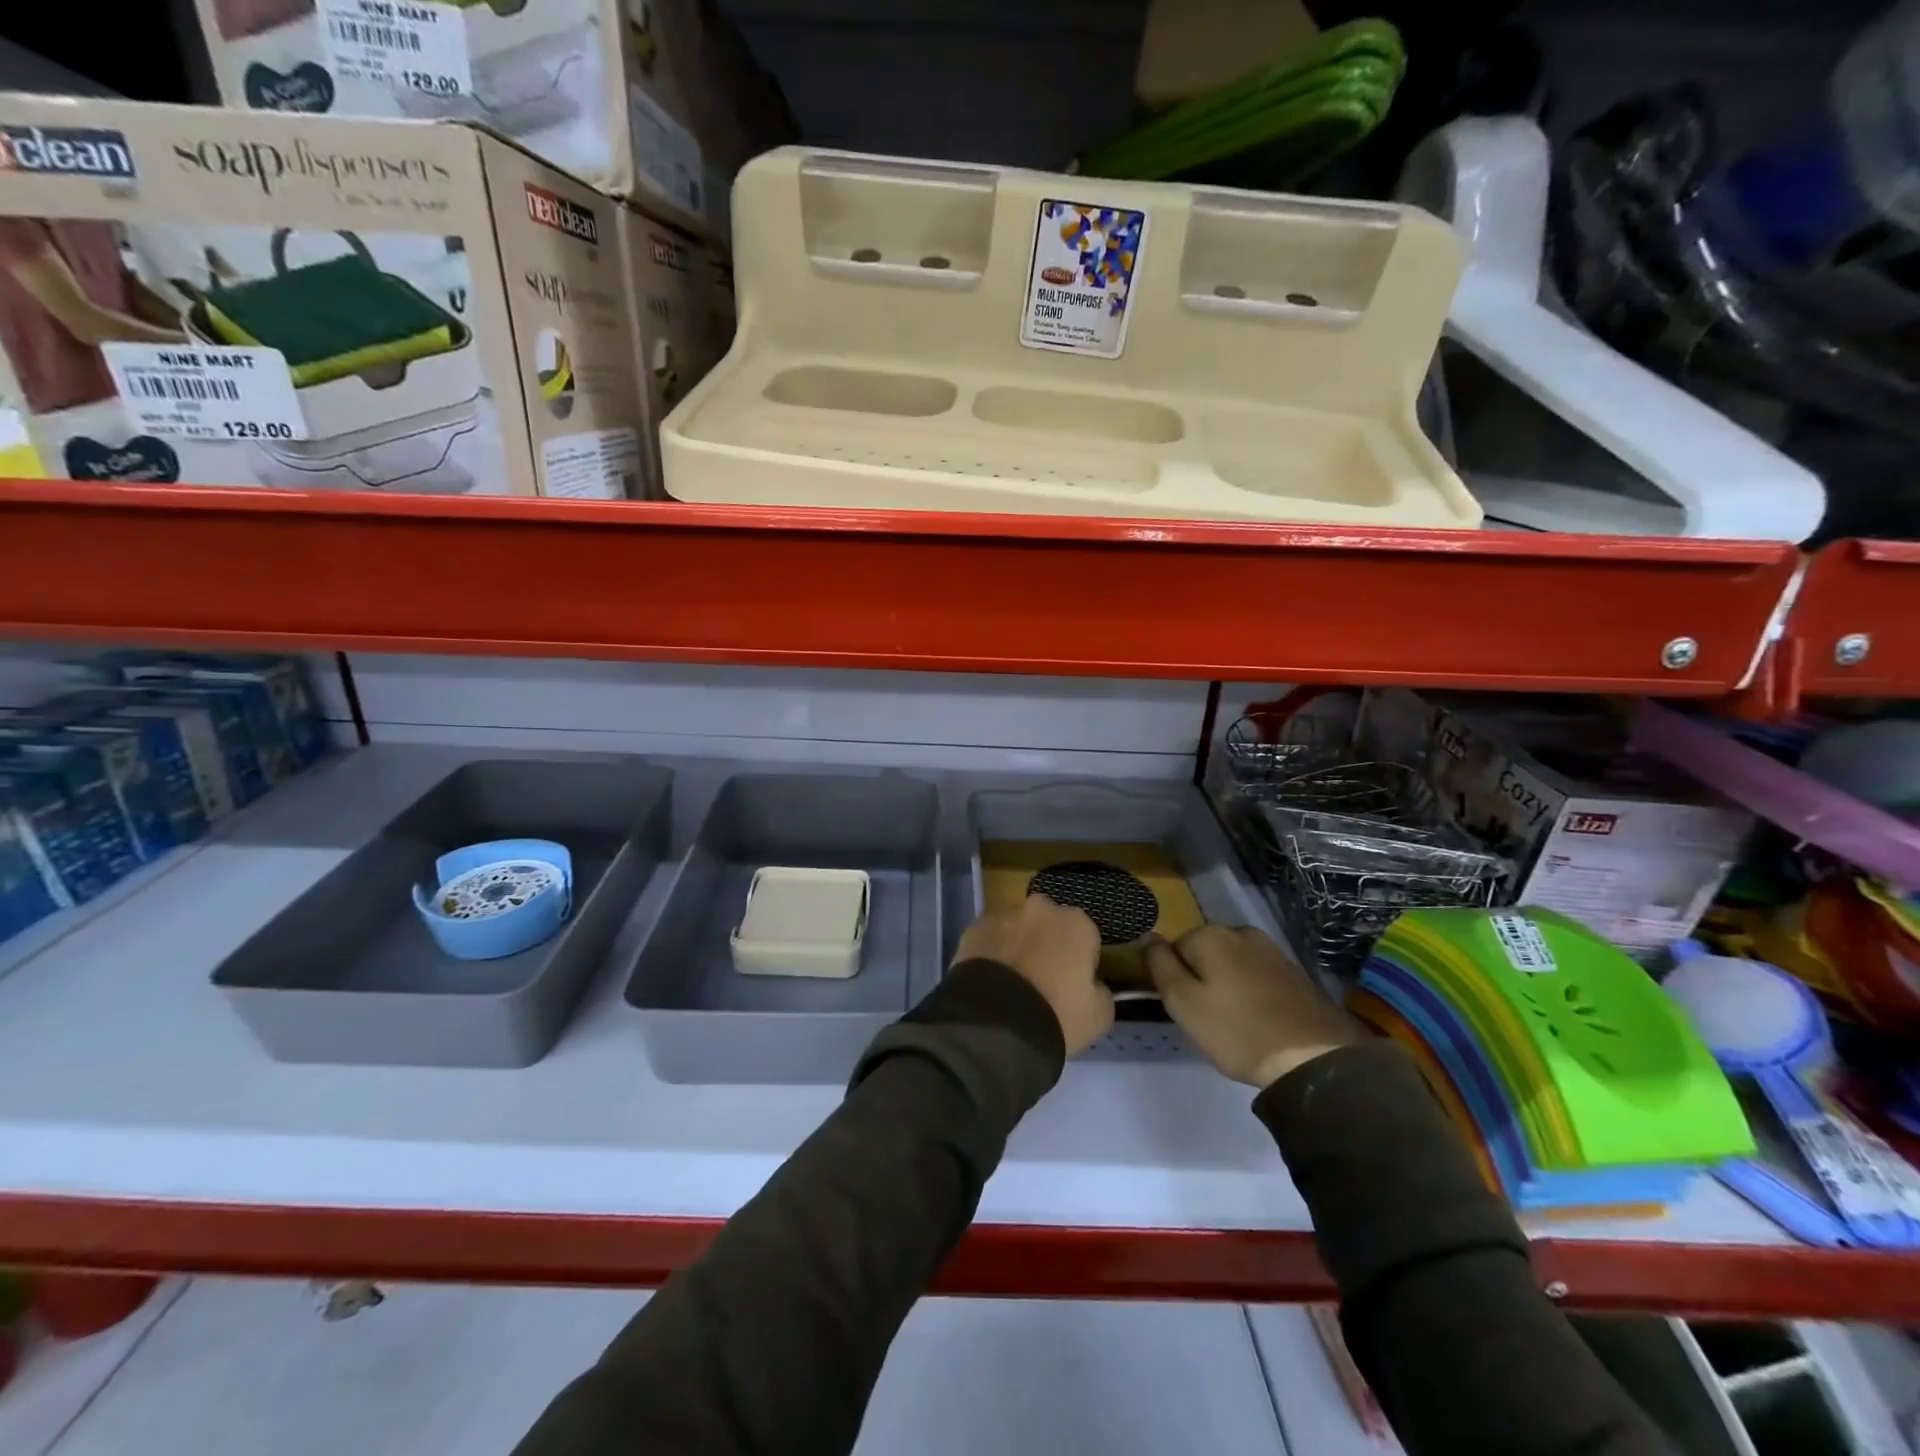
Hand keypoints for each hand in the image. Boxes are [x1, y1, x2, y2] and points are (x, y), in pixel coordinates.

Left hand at [953, 896, 1112, 1054]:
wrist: (997, 1024)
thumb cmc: (1058, 1015)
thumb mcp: (1099, 1015)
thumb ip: (1101, 990)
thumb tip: (1092, 984)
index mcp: (1077, 923)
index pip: (1086, 938)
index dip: (1081, 963)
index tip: (1073, 986)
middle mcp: (1040, 909)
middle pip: (1049, 925)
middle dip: (1047, 945)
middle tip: (1042, 981)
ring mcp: (1003, 915)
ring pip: (1016, 929)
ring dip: (1017, 947)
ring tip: (1010, 985)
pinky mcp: (973, 929)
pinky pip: (989, 940)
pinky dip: (990, 955)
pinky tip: (988, 983)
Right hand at [1146, 926, 1363, 1087]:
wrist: (1314, 1058)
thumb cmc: (1237, 1031)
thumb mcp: (1182, 1002)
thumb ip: (1159, 964)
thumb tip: (1147, 936)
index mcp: (1211, 935)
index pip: (1173, 949)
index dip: (1175, 980)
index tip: (1187, 1010)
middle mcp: (1241, 931)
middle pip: (1204, 953)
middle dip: (1202, 979)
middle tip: (1210, 1020)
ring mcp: (1272, 949)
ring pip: (1232, 964)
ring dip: (1228, 985)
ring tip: (1236, 1023)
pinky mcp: (1294, 971)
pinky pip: (1257, 975)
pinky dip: (1252, 993)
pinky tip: (1259, 1020)